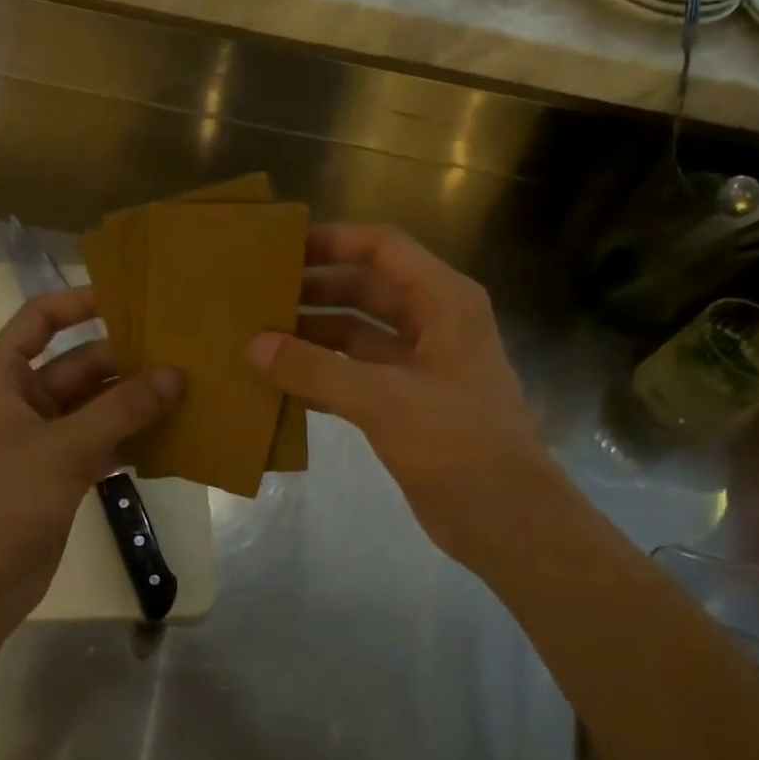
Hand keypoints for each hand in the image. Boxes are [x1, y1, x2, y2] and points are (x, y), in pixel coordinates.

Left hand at [0, 288, 181, 635]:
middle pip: (79, 363)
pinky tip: (173, 438)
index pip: (41, 318)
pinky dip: (130, 440)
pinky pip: (100, 442)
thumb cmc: (3, 501)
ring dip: (135, 402)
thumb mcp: (64, 448)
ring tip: (190, 391)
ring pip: (95, 406)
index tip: (135, 298)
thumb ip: (123, 409)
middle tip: (185, 354)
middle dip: (127, 361)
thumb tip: (176, 375)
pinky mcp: (57, 473)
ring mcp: (39, 438)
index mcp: (0, 375)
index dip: (82, 302)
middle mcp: (19, 399)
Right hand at [247, 224, 551, 568]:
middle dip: (315, 289)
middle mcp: (434, 322)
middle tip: (259, 294)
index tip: (282, 249)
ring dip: (314, 334)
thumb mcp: (382, 399)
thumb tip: (253, 346)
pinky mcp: (407, 402)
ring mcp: (420, 364)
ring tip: (259, 336)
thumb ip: (315, 370)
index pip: (383, 248)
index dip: (334, 241)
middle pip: (366, 288)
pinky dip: (322, 374)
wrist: (504, 518)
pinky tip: (281, 381)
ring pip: (357, 334)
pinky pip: (356, 373)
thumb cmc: (455, 442)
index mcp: (443, 301)